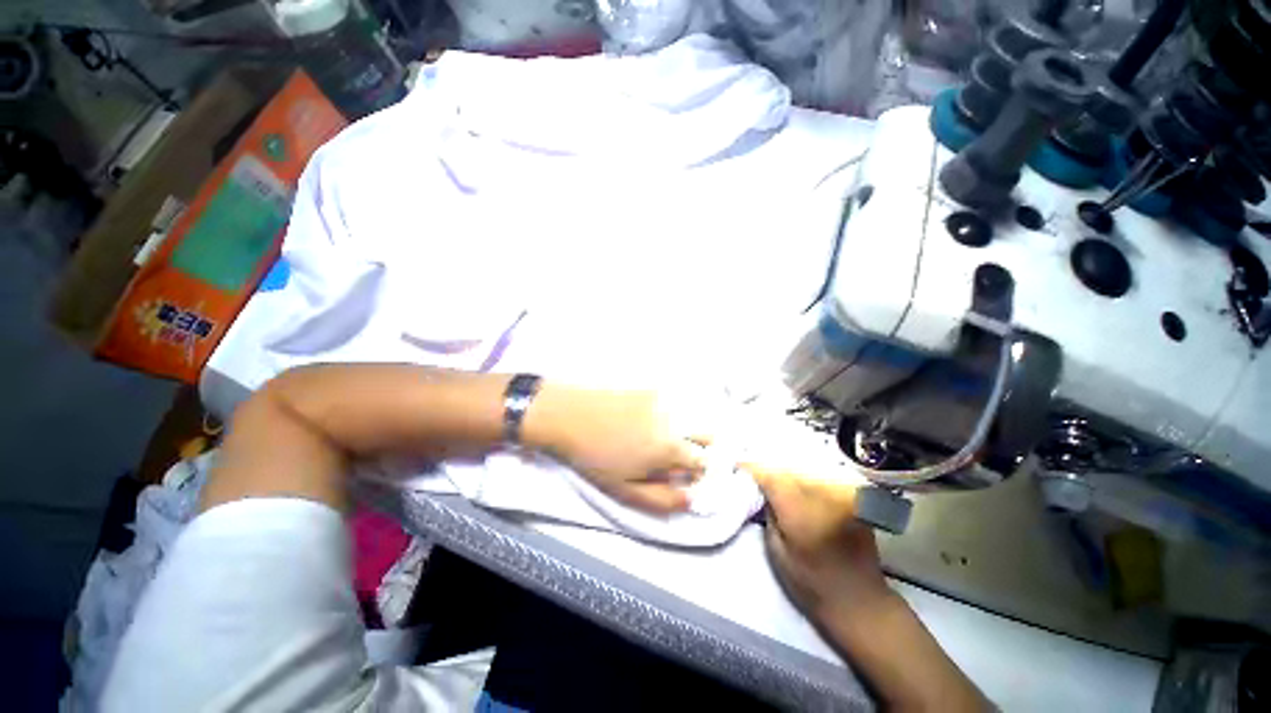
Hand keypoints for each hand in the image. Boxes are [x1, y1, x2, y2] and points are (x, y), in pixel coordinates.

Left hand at [524, 384, 712, 512]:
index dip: (701, 472)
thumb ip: (663, 499)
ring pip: (693, 416)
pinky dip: (674, 412)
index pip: (706, 461)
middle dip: (703, 447)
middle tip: (680, 457)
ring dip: (690, 429)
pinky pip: (675, 401)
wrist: (570, 414)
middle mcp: (675, 420)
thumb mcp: (625, 489)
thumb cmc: (595, 456)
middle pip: (708, 433)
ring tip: (663, 438)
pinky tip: (651, 419)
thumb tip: (690, 499)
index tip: (689, 476)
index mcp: (671, 448)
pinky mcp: (652, 387)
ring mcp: (664, 399)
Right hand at [745, 463, 893, 622]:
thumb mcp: (777, 552)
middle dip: (768, 468)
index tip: (738, 466)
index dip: (752, 468)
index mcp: (798, 510)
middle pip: (787, 468)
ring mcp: (839, 495)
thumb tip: (762, 492)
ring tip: (773, 479)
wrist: (859, 601)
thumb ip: (768, 515)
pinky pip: (821, 478)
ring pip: (805, 470)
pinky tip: (797, 486)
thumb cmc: (812, 583)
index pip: (770, 476)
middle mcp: (820, 495)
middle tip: (753, 473)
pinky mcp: (851, 498)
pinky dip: (805, 478)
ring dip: (786, 472)